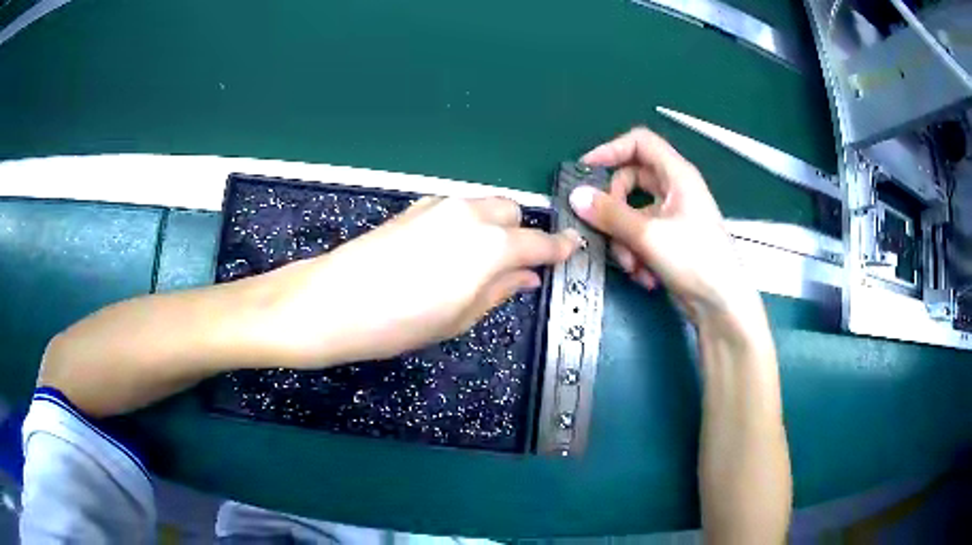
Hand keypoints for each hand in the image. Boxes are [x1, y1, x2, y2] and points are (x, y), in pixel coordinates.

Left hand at [254, 196, 579, 365]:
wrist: (333, 301)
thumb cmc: (401, 322)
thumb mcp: (460, 317)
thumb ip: (500, 290)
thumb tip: (528, 277)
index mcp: (490, 246)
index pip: (539, 242)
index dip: (560, 247)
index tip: (573, 249)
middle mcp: (470, 214)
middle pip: (512, 212)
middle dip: (520, 235)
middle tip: (513, 266)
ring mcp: (439, 206)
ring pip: (483, 205)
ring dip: (493, 227)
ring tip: (476, 262)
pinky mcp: (414, 207)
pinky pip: (455, 208)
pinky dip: (465, 223)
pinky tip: (446, 251)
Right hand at [569, 127, 762, 325]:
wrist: (722, 305)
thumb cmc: (695, 261)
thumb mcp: (649, 235)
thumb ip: (610, 214)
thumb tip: (575, 196)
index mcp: (678, 175)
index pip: (640, 143)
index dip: (611, 149)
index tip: (586, 170)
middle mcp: (675, 190)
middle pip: (631, 180)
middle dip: (615, 207)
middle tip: (604, 226)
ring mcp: (672, 216)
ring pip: (632, 213)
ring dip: (624, 239)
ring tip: (632, 265)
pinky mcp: (669, 240)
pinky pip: (640, 236)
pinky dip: (636, 254)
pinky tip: (644, 276)